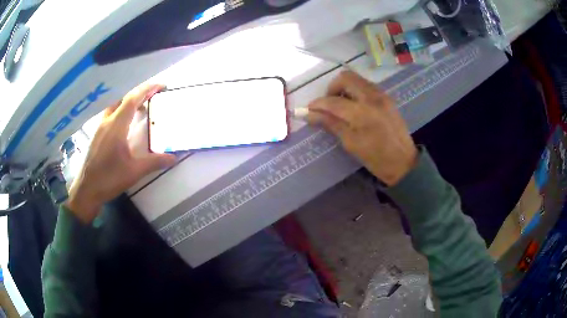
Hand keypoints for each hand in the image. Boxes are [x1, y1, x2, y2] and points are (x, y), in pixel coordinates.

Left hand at [66, 84, 175, 223]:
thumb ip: (154, 162)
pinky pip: (111, 114)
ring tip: (142, 107)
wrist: (87, 190)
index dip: (147, 89)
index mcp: (117, 126)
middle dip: (140, 93)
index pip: (133, 99)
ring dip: (129, 102)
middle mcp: (107, 121)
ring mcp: (100, 127)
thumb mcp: (134, 172)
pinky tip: (126, 123)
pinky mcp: (97, 134)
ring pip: (116, 105)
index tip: (161, 85)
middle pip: (124, 98)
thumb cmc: (109, 179)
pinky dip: (121, 111)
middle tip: (154, 96)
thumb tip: (173, 157)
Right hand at [307, 71, 416, 185]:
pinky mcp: (386, 97)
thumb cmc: (376, 158)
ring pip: (356, 79)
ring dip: (344, 88)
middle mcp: (372, 97)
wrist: (403, 162)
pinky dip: (355, 90)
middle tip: (328, 105)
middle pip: (345, 78)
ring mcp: (381, 95)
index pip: (333, 102)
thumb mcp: (350, 143)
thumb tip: (310, 115)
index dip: (317, 105)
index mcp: (362, 113)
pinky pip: (366, 85)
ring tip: (340, 105)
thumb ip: (331, 124)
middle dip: (331, 89)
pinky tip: (354, 106)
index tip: (308, 110)